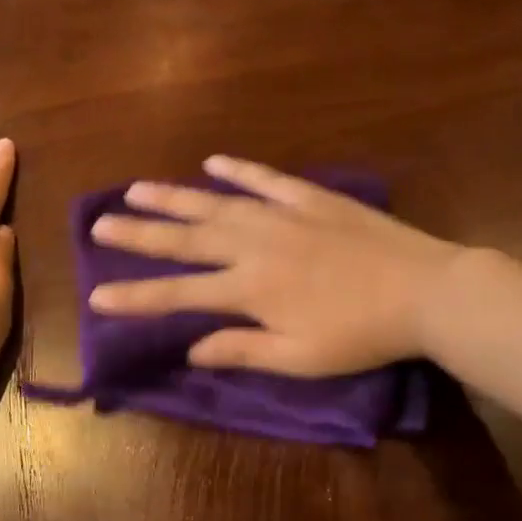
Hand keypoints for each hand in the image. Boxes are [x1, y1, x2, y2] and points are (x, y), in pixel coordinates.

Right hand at [88, 155, 458, 375]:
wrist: (425, 291)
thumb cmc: (361, 335)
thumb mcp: (300, 357)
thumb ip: (242, 350)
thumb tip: (191, 350)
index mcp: (250, 289)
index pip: (179, 294)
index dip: (136, 297)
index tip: (96, 296)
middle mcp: (255, 246)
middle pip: (186, 238)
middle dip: (139, 234)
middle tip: (99, 224)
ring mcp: (283, 216)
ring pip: (217, 203)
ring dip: (174, 197)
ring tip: (136, 189)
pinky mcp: (312, 199)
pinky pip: (267, 179)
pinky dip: (239, 171)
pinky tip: (213, 162)